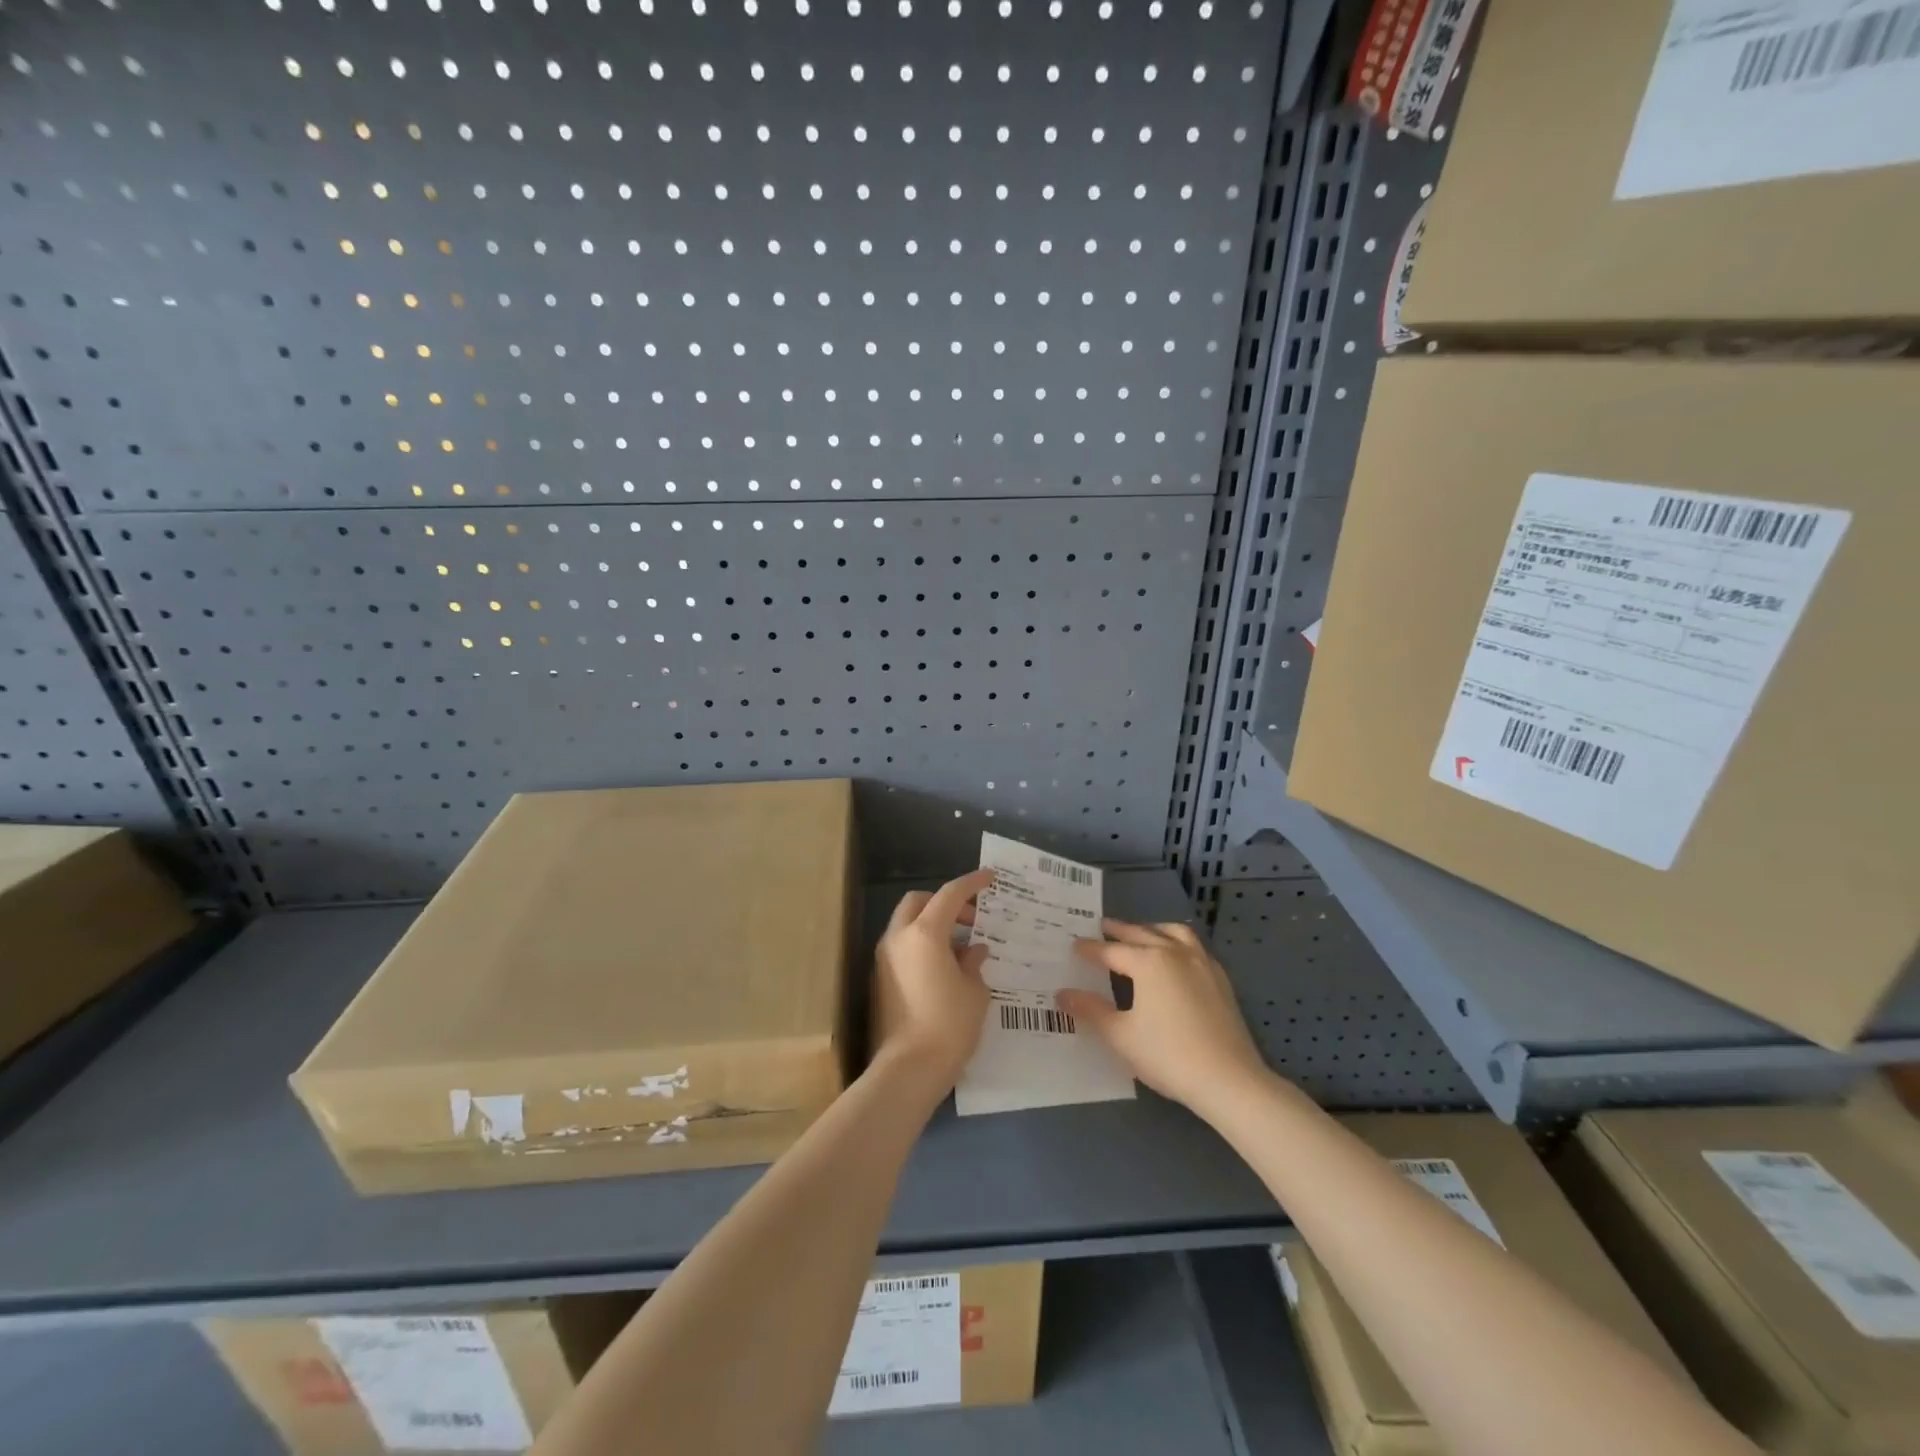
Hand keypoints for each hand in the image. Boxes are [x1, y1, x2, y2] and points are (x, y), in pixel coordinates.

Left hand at [872, 869, 994, 1087]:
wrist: (907, 1070)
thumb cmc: (949, 1026)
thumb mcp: (975, 993)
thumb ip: (974, 964)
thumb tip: (974, 951)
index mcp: (925, 933)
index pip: (950, 894)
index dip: (971, 883)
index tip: (989, 878)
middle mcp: (899, 938)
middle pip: (918, 902)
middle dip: (944, 902)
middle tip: (971, 920)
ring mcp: (883, 959)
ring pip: (906, 925)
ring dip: (932, 925)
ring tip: (961, 948)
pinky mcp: (878, 981)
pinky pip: (902, 948)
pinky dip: (921, 945)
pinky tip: (943, 968)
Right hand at [1059, 919, 1271, 1118]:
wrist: (1229, 1080)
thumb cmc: (1168, 1056)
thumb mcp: (1121, 1035)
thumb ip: (1090, 1010)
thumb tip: (1062, 994)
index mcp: (1148, 961)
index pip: (1111, 951)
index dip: (1090, 949)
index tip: (1074, 945)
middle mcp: (1175, 952)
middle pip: (1141, 934)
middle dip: (1119, 930)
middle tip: (1101, 927)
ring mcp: (1202, 963)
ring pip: (1173, 933)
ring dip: (1152, 929)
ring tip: (1141, 933)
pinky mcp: (1221, 979)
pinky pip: (1194, 947)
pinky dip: (1177, 942)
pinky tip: (1175, 957)